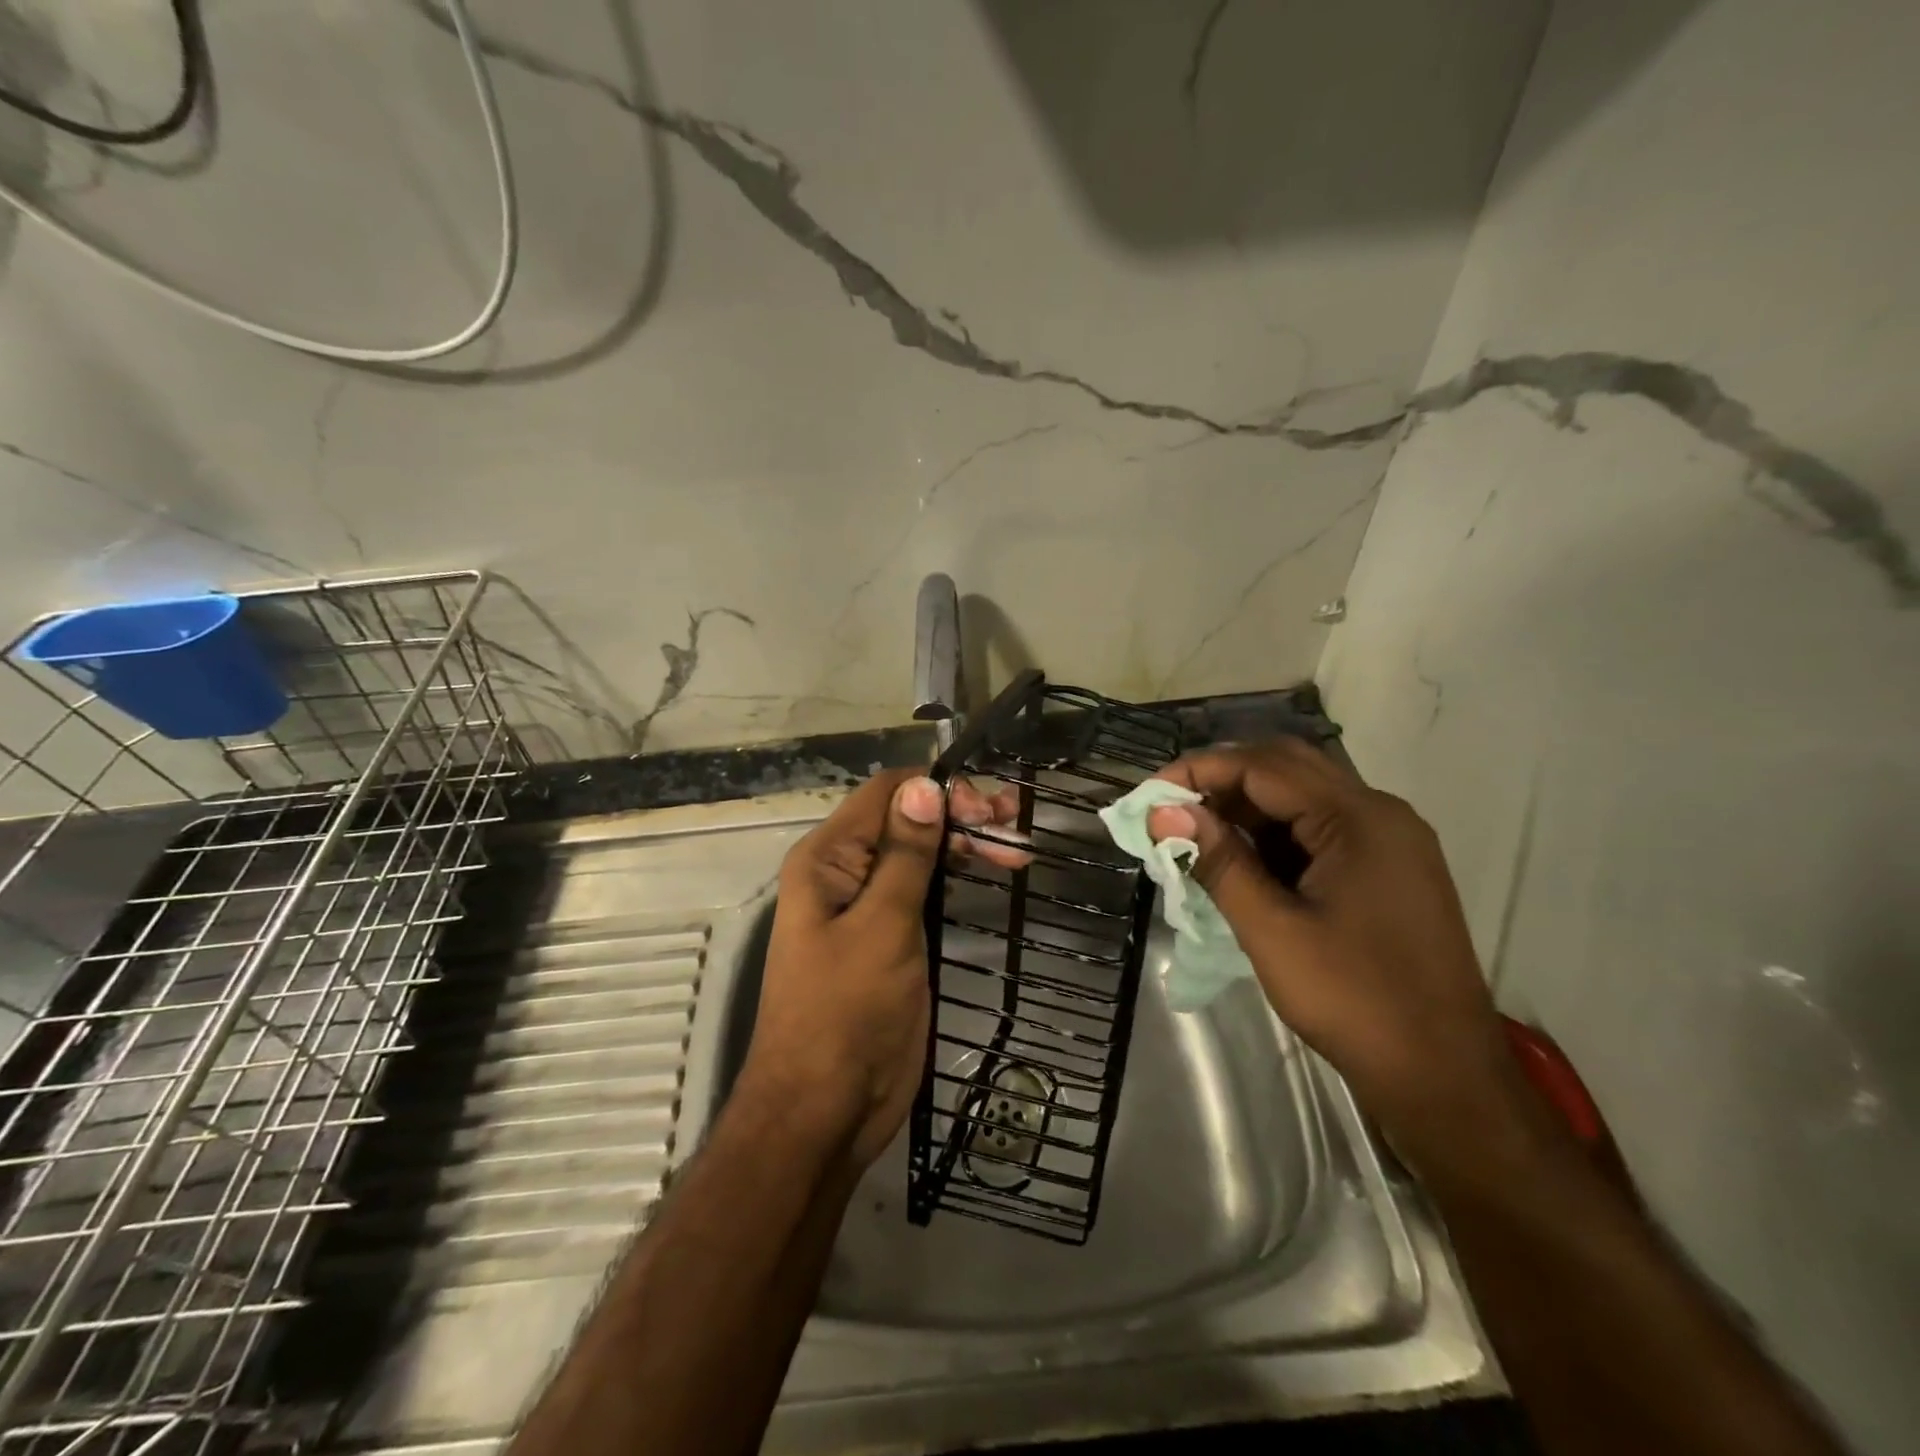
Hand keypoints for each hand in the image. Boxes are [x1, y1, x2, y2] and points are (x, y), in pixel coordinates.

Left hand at [742, 769, 1022, 1169]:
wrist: (824, 1112)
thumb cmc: (846, 1015)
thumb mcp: (881, 927)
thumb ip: (905, 855)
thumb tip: (925, 784)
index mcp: (828, 858)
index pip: (887, 793)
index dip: (938, 790)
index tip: (991, 811)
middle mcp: (845, 871)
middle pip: (906, 819)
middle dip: (960, 816)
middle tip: (1016, 831)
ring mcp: (868, 905)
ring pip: (919, 853)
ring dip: (963, 844)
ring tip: (1016, 850)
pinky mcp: (890, 937)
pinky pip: (923, 888)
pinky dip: (956, 876)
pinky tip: (988, 875)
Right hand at [1146, 738, 1516, 1168]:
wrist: (1445, 1078)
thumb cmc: (1355, 1001)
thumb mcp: (1272, 930)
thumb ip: (1218, 861)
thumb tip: (1164, 811)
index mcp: (1360, 818)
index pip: (1264, 766)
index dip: (1200, 770)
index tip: (1149, 795)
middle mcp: (1380, 814)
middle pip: (1287, 769)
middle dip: (1222, 782)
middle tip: (1170, 811)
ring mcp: (1389, 841)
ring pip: (1303, 798)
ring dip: (1246, 808)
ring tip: (1194, 836)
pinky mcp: (1387, 869)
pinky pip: (1320, 830)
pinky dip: (1274, 835)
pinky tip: (1240, 859)